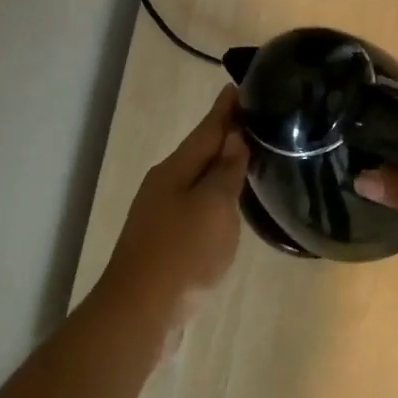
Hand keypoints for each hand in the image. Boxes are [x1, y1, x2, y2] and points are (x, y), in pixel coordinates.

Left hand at [102, 86, 248, 304]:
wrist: (141, 312)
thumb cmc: (182, 252)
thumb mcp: (213, 206)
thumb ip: (225, 170)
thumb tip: (234, 136)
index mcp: (175, 170)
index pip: (207, 129)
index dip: (226, 109)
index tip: (242, 85)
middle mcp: (165, 185)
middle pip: (200, 152)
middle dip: (225, 134)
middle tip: (257, 119)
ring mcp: (162, 214)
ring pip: (198, 180)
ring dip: (221, 166)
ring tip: (250, 155)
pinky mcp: (167, 241)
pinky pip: (197, 206)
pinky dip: (216, 196)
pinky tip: (230, 204)